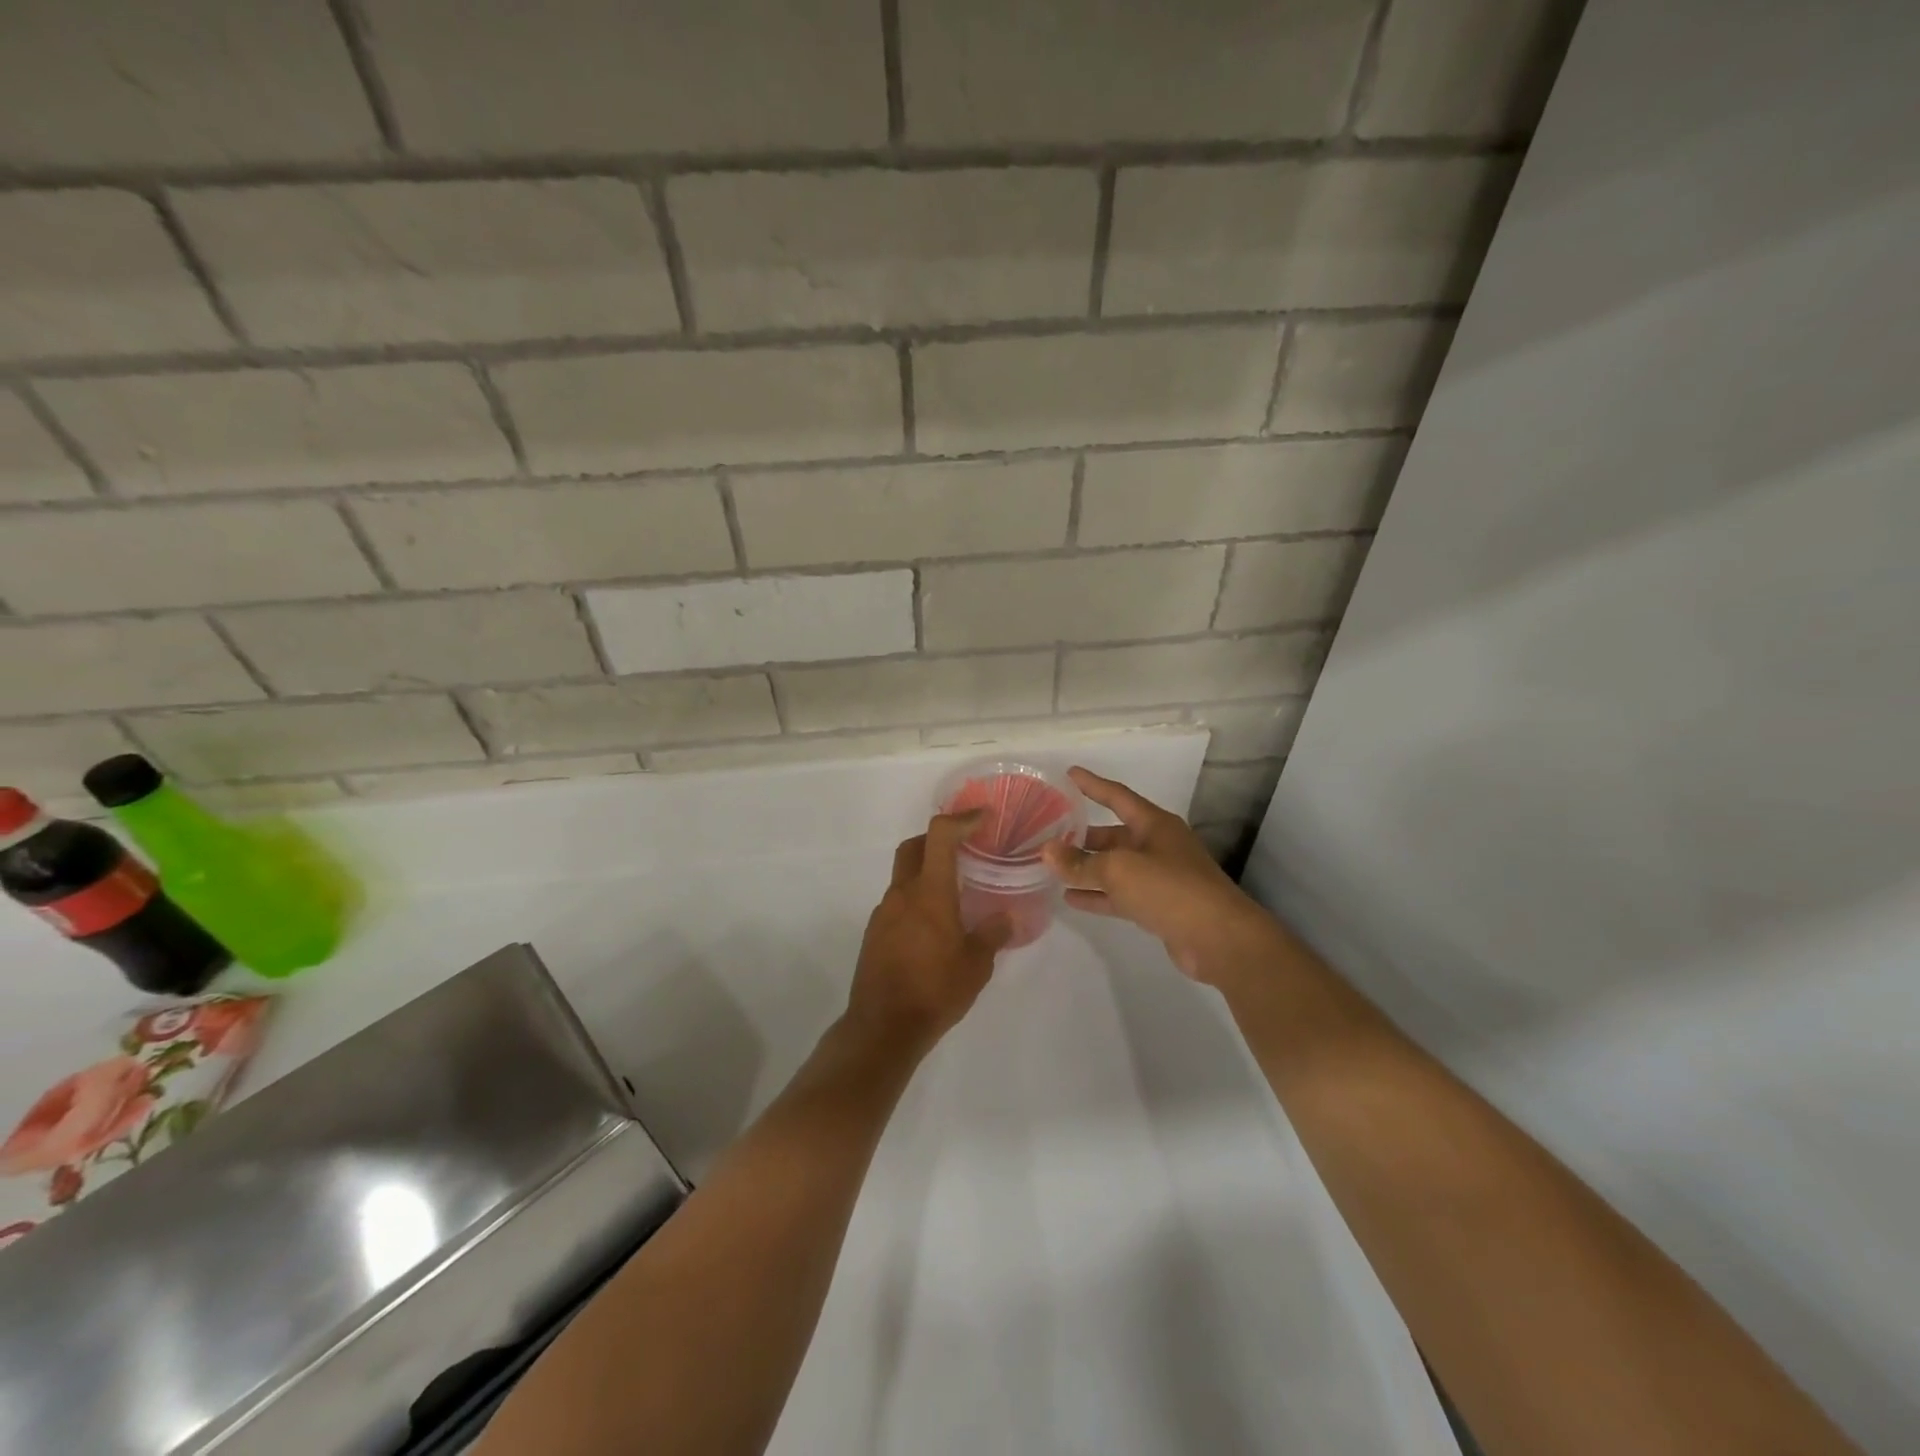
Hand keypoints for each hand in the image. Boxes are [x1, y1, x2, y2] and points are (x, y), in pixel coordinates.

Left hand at [848, 811, 1013, 1052]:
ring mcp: (884, 913)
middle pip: (913, 847)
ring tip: (953, 894)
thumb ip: (992, 934)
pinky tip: (933, 927)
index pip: (939, 836)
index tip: (982, 818)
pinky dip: (916, 899)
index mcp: (929, 892)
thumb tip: (1007, 917)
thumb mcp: (976, 965)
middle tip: (963, 849)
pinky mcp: (875, 933)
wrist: (883, 1027)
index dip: (960, 819)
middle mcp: (902, 894)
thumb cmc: (935, 990)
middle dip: (937, 838)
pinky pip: (897, 902)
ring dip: (926, 872)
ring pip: (903, 876)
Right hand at [1042, 766, 1276, 985]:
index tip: (1069, 773)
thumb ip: (1080, 863)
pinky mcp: (1158, 906)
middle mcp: (1157, 846)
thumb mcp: (1119, 870)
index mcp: (1154, 824)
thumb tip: (1046, 851)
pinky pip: (1120, 895)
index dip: (1092, 784)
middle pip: (1113, 835)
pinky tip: (1070, 899)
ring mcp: (1159, 878)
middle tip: (1048, 835)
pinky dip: (1097, 895)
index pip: (1117, 796)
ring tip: (1052, 867)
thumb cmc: (1170, 889)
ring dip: (1086, 868)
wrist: (1219, 939)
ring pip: (1115, 867)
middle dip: (1082, 836)